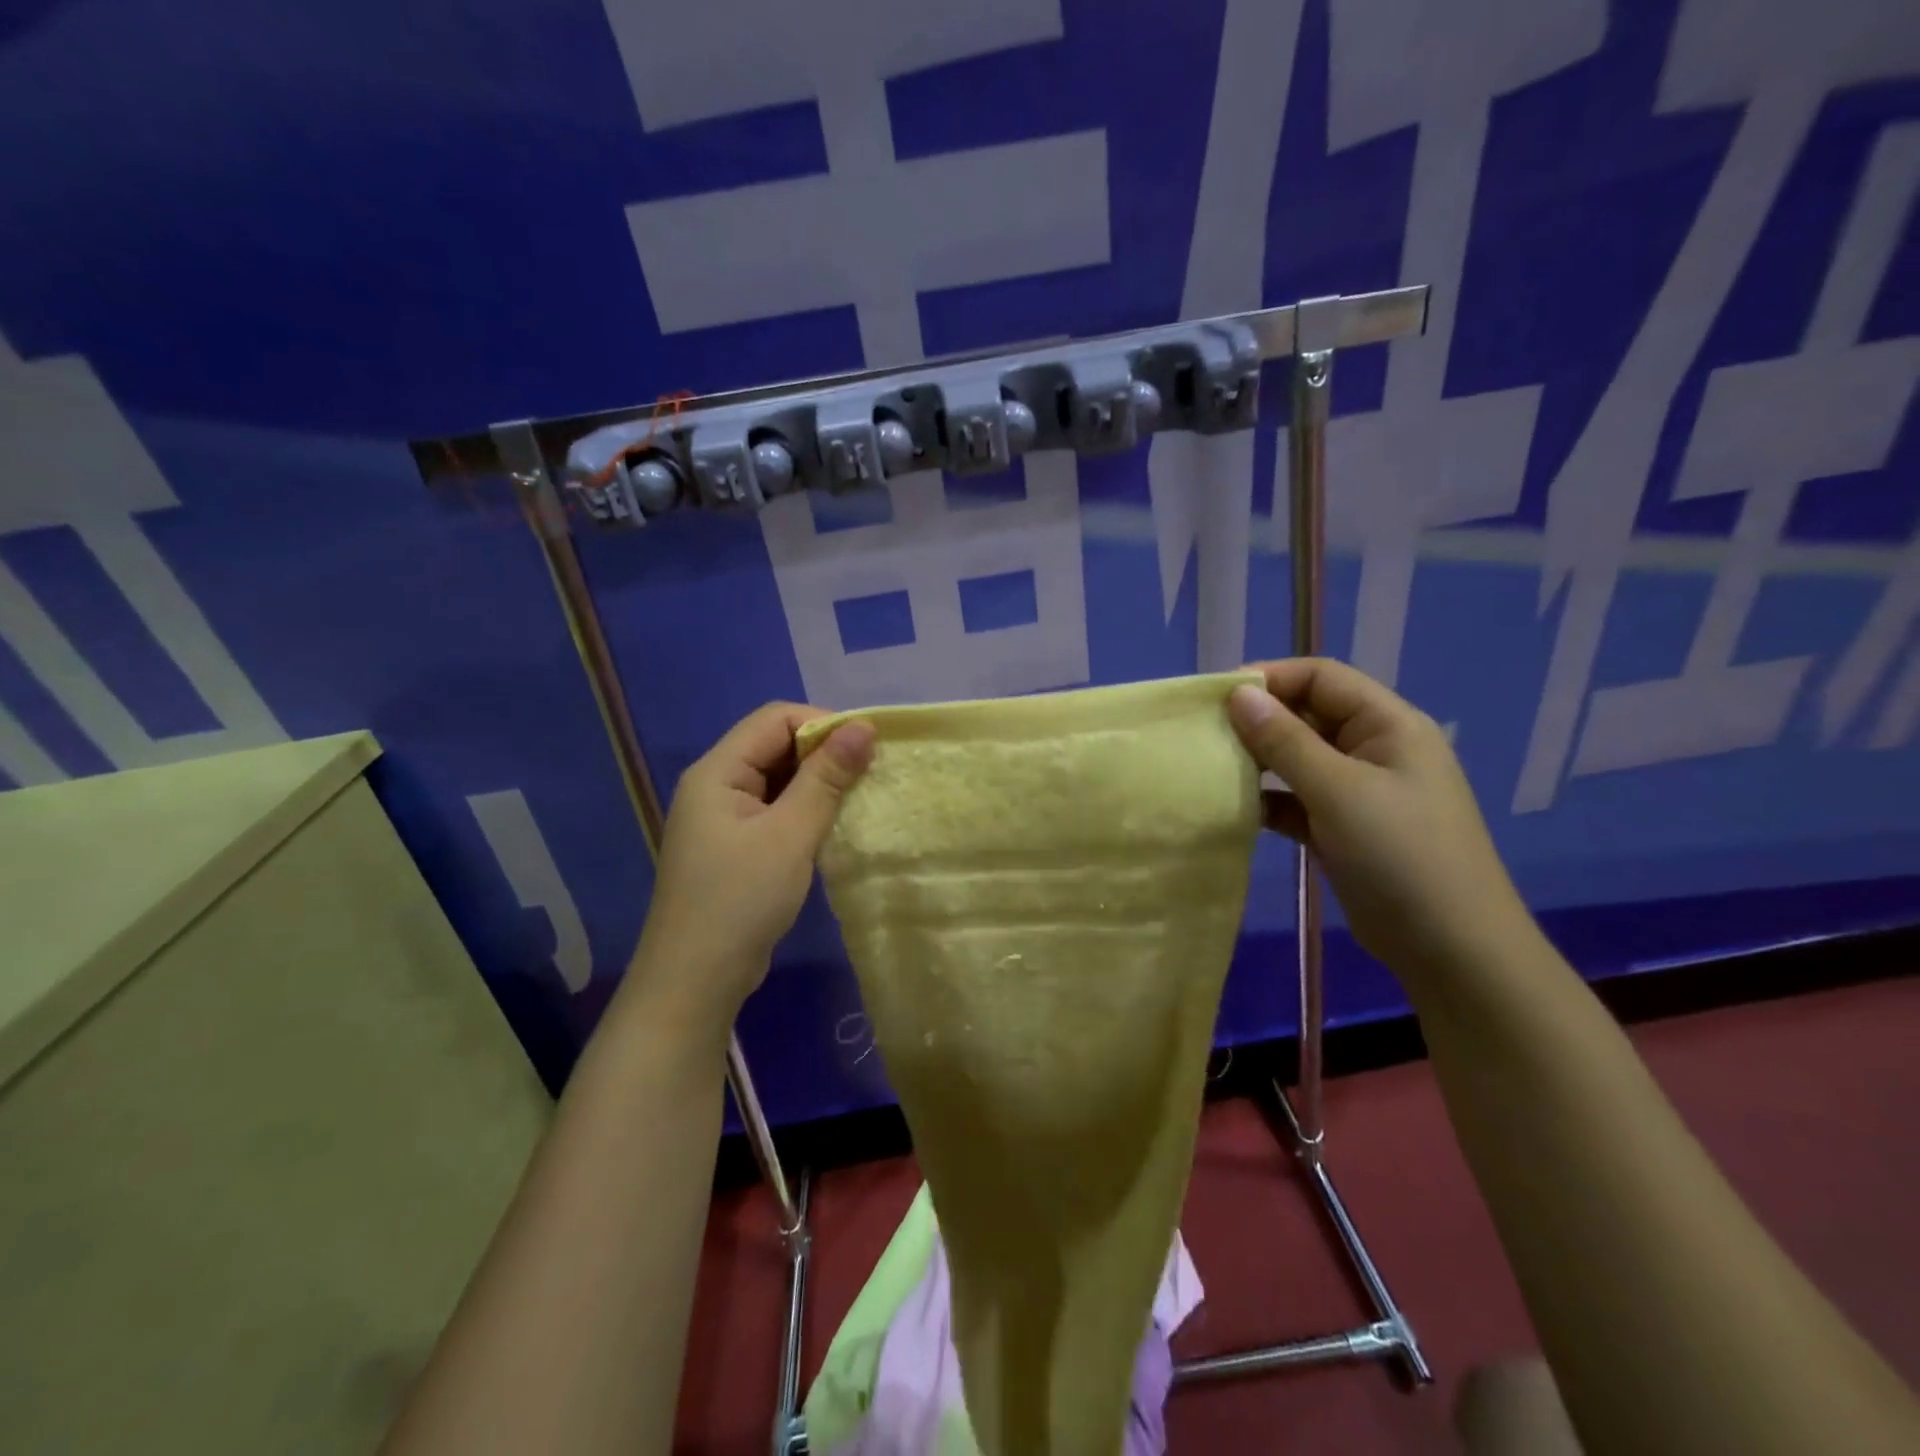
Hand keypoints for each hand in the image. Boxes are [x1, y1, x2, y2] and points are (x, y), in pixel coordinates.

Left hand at [625, 703, 875, 1027]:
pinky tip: (832, 825)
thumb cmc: (741, 900)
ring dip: (817, 783)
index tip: (867, 748)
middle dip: (823, 753)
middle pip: (775, 745)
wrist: (695, 981)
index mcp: (718, 771)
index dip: (823, 724)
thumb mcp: (790, 835)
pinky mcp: (735, 846)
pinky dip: (805, 809)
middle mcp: (716, 785)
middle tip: (868, 774)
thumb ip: (826, 777)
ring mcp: (723, 818)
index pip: (774, 719)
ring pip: (778, 779)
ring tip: (858, 798)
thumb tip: (863, 727)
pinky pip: (775, 809)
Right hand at [1227, 658, 1533, 985]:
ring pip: (1299, 759)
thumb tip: (1238, 694)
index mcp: (1388, 725)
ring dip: (1259, 761)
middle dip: (1259, 720)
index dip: (1271, 678)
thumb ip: (1285, 741)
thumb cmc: (1400, 855)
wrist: (1451, 950)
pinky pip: (1297, 799)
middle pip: (1308, 715)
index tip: (1216, 697)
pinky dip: (1269, 800)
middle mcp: (1374, 749)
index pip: (1322, 677)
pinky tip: (1236, 808)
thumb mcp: (1339, 791)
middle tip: (1206, 733)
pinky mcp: (1343, 828)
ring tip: (1212, 767)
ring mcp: (1359, 791)